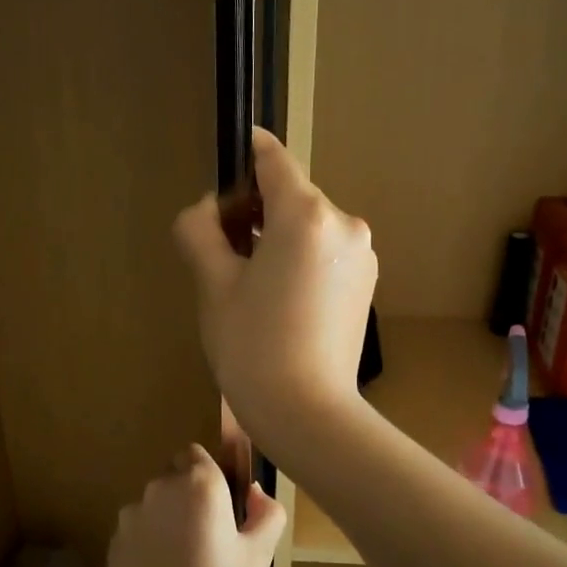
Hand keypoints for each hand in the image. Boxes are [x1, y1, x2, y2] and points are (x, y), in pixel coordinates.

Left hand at [107, 445, 284, 566]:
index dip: (213, 476)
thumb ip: (266, 513)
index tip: (228, 508)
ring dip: (169, 518)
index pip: (199, 455)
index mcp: (199, 484)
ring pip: (155, 504)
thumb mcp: (260, 556)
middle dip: (191, 495)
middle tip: (213, 539)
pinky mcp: (113, 544)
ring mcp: (131, 517)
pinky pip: (138, 530)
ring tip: (187, 563)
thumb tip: (255, 493)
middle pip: (175, 476)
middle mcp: (159, 489)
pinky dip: (150, 541)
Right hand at [173, 128, 377, 452]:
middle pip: (289, 195)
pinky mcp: (365, 283)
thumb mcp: (212, 284)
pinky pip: (325, 252)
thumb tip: (209, 210)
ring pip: (307, 226)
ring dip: (276, 237)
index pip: (273, 159)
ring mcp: (361, 254)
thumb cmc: (252, 346)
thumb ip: (200, 230)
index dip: (245, 153)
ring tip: (249, 285)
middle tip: (222, 253)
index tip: (225, 164)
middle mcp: (343, 224)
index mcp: (305, 215)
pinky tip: (280, 301)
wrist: (307, 412)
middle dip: (254, 211)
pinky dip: (299, 260)